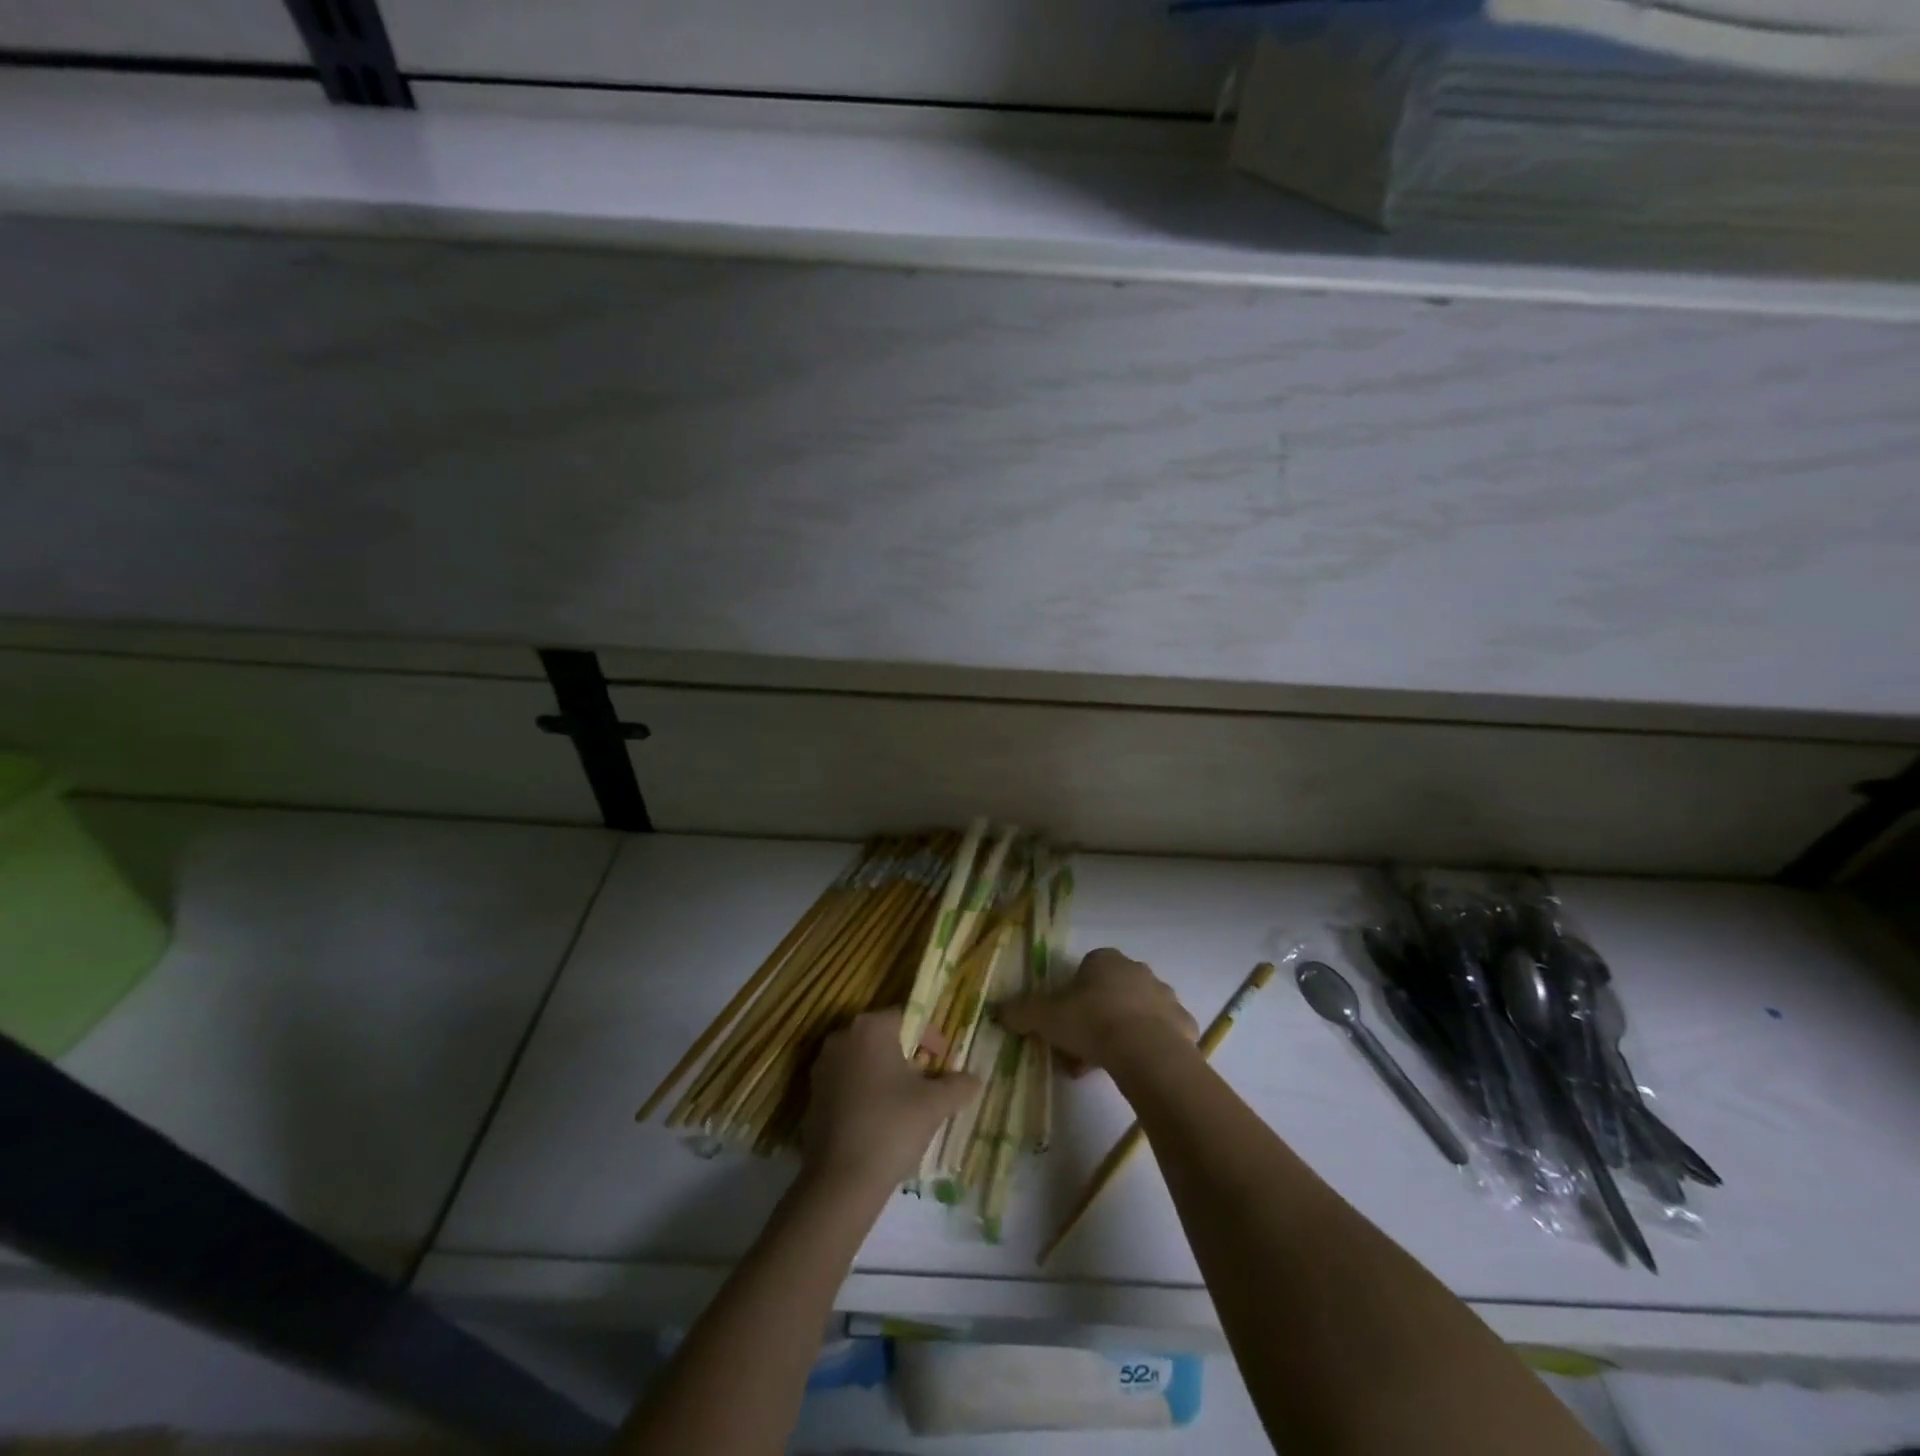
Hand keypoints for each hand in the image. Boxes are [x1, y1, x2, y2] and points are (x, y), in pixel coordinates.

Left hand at [803, 1008, 978, 1195]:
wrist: (840, 1181)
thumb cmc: (891, 1127)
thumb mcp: (935, 1105)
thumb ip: (959, 1085)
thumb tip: (974, 1078)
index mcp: (870, 1027)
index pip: (907, 1016)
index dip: (929, 1036)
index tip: (943, 1062)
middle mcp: (842, 1037)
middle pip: (883, 1037)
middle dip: (907, 1055)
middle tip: (928, 1082)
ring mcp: (822, 1066)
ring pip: (863, 1061)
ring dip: (884, 1075)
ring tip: (905, 1105)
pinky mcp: (812, 1095)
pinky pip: (846, 1083)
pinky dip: (864, 1094)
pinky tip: (879, 1122)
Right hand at [997, 947, 1197, 1073]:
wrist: (1146, 1050)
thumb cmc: (1092, 1022)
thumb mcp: (1046, 1017)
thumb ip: (1021, 1012)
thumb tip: (996, 1010)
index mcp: (1105, 960)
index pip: (1086, 969)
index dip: (1073, 995)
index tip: (1065, 1022)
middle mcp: (1137, 970)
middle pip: (1111, 991)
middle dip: (1096, 1016)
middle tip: (1081, 1048)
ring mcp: (1164, 996)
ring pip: (1136, 1012)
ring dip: (1121, 1032)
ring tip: (1104, 1065)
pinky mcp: (1184, 1024)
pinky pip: (1162, 1033)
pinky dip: (1149, 1047)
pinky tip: (1134, 1068)